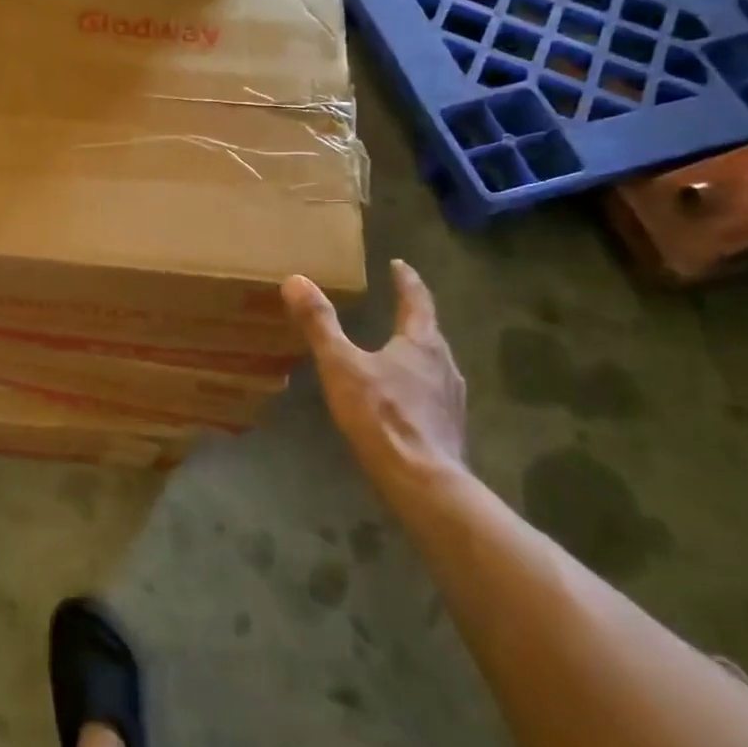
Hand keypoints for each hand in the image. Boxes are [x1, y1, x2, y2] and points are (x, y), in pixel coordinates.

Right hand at [283, 261, 467, 498]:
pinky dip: (417, 385)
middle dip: (412, 317)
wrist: (423, 482)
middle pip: (429, 332)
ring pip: (433, 364)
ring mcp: (451, 398)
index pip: (417, 300)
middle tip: (395, 306)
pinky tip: (402, 399)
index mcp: (422, 343)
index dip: (406, 281)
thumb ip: (319, 324)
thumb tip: (296, 280)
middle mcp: (445, 364)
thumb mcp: (341, 365)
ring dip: (416, 352)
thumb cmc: (381, 416)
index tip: (399, 265)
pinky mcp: (450, 427)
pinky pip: (433, 394)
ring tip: (396, 352)